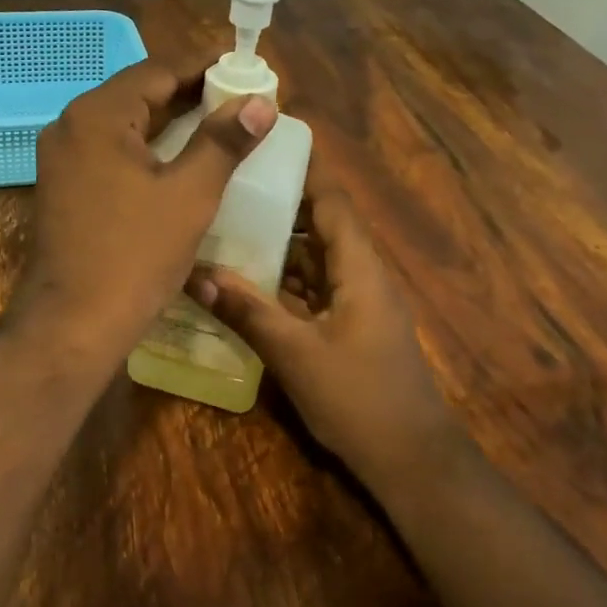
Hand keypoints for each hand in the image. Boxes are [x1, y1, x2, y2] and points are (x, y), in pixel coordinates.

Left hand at [16, 58, 275, 364]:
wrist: (72, 325)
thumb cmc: (134, 256)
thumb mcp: (189, 195)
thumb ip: (224, 141)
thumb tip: (261, 102)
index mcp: (96, 115)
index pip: (157, 71)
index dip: (204, 66)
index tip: (244, 66)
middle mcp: (71, 126)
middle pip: (138, 94)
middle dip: (189, 92)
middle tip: (239, 96)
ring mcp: (61, 158)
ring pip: (124, 124)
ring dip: (168, 120)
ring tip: (218, 122)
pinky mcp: (63, 186)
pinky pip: (110, 151)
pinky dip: (146, 147)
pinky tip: (179, 159)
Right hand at [188, 164, 454, 480]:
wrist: (412, 462)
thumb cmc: (360, 399)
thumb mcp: (296, 353)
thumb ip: (247, 310)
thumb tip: (194, 273)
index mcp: (359, 267)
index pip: (331, 200)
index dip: (303, 170)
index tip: (264, 144)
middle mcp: (360, 274)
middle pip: (319, 224)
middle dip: (278, 203)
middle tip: (227, 185)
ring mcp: (356, 302)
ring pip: (313, 258)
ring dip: (277, 243)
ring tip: (226, 224)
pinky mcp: (348, 326)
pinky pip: (312, 287)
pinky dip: (282, 278)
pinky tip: (243, 281)